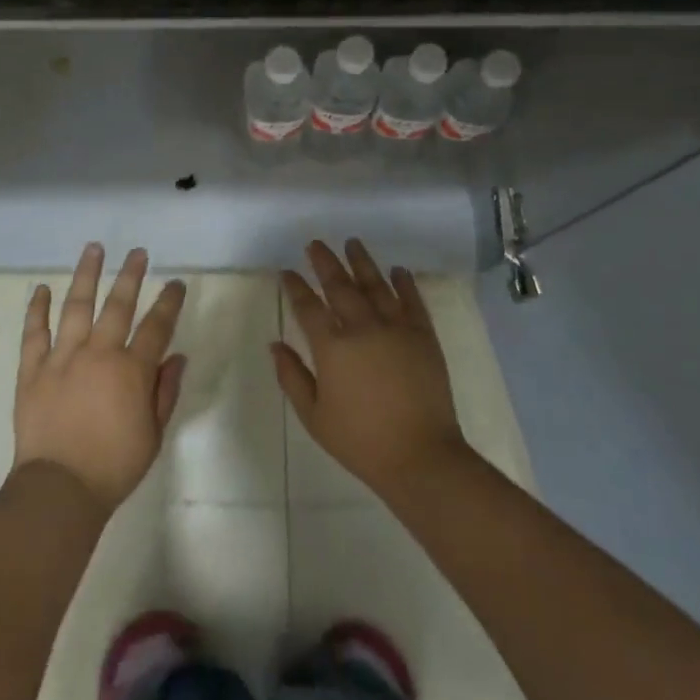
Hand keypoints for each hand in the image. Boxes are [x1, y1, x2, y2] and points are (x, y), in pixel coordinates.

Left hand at [12, 243, 187, 512]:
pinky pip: (34, 333)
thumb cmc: (114, 466)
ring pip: (76, 307)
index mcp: (131, 370)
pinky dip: (37, 310)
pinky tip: (41, 289)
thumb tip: (176, 357)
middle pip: (117, 305)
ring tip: (92, 249)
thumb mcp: (153, 434)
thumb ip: (165, 391)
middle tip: (137, 252)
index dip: (169, 302)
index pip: (156, 326)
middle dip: (130, 275)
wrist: (60, 490)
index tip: (175, 283)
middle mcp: (98, 354)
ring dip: (85, 276)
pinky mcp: (32, 370)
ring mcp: (62, 358)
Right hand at [273, 239, 471, 501]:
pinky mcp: (424, 336)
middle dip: (325, 263)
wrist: (420, 456)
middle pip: (340, 286)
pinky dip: (404, 283)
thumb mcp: (314, 416)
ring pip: (376, 285)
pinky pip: (412, 301)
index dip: (295, 287)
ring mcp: (396, 328)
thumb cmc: (360, 441)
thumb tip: (275, 344)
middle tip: (315, 244)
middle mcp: (362, 328)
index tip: (287, 272)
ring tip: (352, 243)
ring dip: (362, 262)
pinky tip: (398, 270)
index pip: (308, 307)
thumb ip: (292, 376)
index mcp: (332, 348)